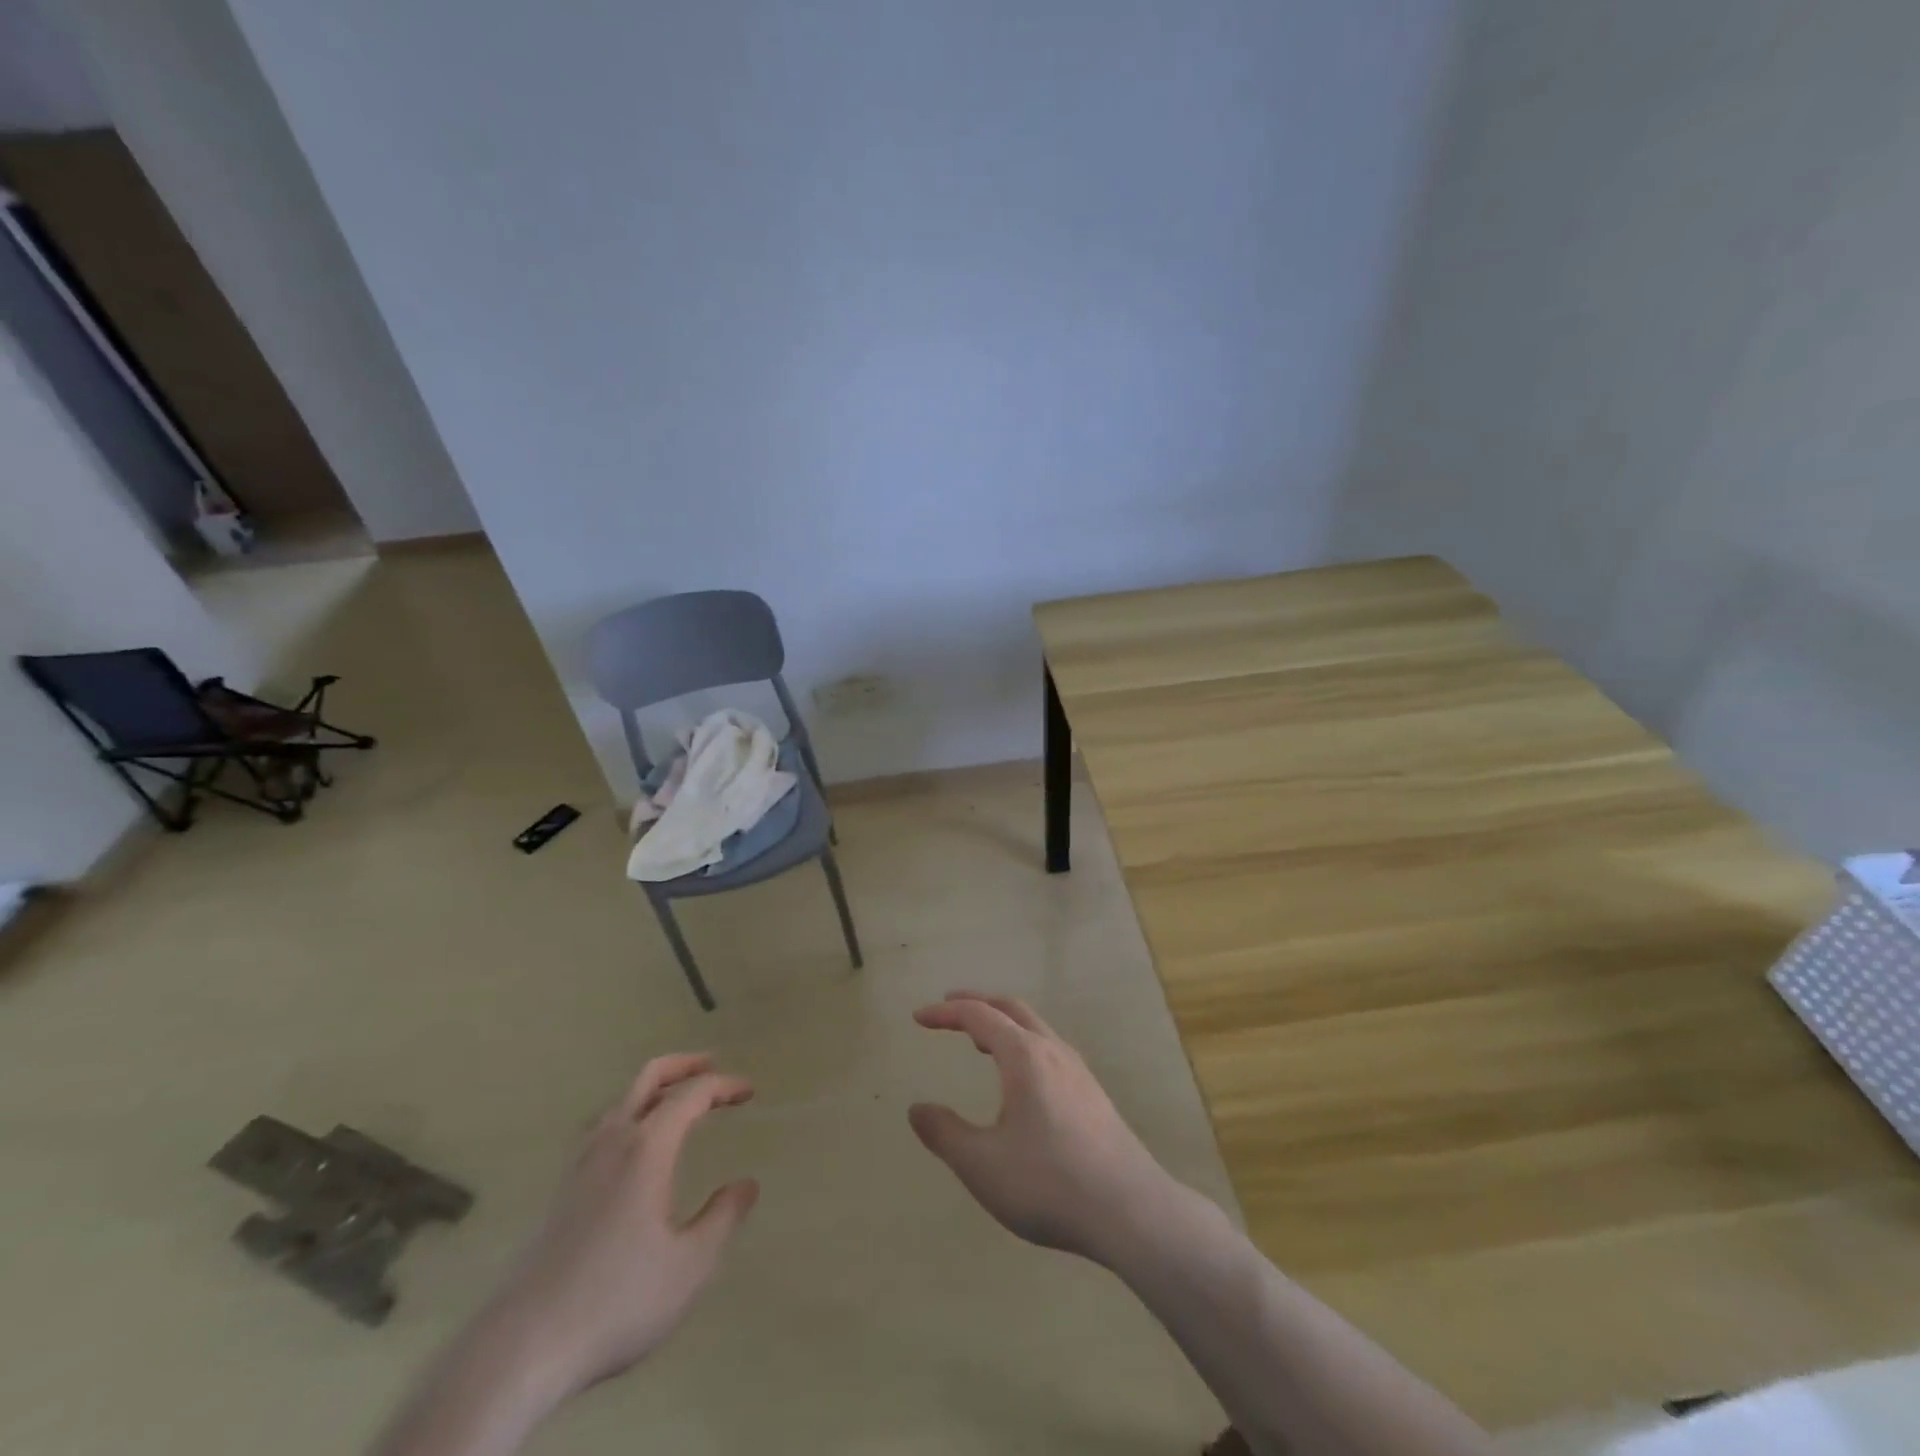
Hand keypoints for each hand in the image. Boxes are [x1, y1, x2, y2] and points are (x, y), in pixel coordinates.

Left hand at [496, 1055, 758, 1398]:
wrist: (521, 1348)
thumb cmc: (617, 1300)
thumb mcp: (690, 1265)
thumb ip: (723, 1218)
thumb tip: (746, 1185)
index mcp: (647, 1148)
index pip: (691, 1095)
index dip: (723, 1086)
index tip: (749, 1092)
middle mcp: (611, 1143)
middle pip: (646, 1079)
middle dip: (682, 1065)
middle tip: (711, 1064)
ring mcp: (578, 1166)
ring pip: (618, 1103)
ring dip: (651, 1090)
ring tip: (674, 1102)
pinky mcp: (559, 1193)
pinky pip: (598, 1131)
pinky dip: (625, 1117)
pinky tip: (630, 1149)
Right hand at [908, 992, 1174, 1263]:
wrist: (1130, 1211)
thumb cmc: (1048, 1183)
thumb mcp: (982, 1164)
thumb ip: (945, 1133)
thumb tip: (917, 1109)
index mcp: (1024, 1056)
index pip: (978, 1016)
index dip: (945, 1014)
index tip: (918, 1017)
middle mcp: (1053, 1051)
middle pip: (1011, 1009)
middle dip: (977, 1004)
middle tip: (949, 1007)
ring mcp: (1078, 1071)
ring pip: (1035, 1028)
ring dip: (1003, 1023)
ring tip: (980, 1040)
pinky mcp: (1093, 1094)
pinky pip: (1049, 1049)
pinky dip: (1022, 1044)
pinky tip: (1021, 1080)